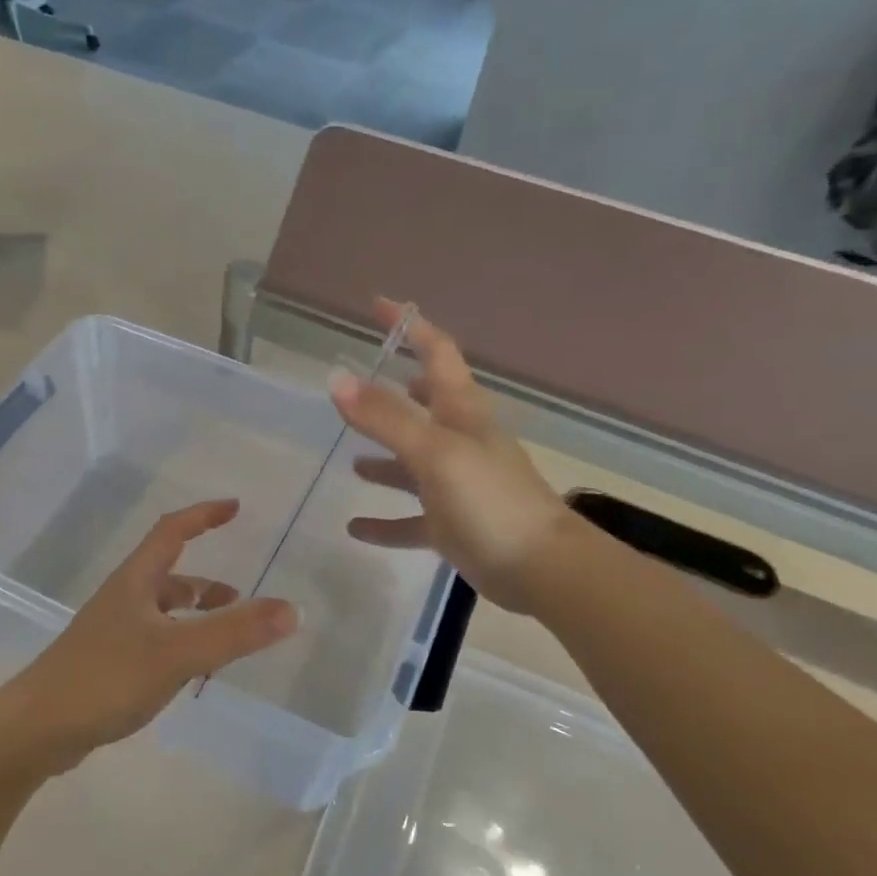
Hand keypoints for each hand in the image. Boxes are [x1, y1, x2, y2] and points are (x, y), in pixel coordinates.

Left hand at [1, 500, 298, 773]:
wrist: (36, 728)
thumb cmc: (105, 678)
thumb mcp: (176, 653)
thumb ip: (234, 633)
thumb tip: (292, 609)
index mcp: (135, 582)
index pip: (172, 531)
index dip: (203, 515)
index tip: (235, 507)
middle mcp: (123, 599)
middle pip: (169, 575)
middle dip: (206, 584)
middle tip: (241, 601)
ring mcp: (112, 633)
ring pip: (163, 612)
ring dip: (195, 618)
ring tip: (226, 641)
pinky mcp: (107, 664)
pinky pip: (155, 642)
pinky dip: (180, 646)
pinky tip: (191, 674)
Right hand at [330, 300, 570, 614]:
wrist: (540, 569)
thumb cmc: (490, 500)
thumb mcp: (434, 452)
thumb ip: (385, 417)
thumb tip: (336, 378)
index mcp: (462, 412)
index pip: (437, 352)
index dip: (411, 326)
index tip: (378, 306)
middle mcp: (459, 440)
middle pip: (425, 405)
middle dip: (394, 392)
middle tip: (358, 386)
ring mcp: (456, 483)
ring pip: (413, 463)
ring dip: (384, 457)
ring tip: (350, 457)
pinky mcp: (451, 524)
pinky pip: (409, 518)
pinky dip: (384, 519)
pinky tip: (354, 527)